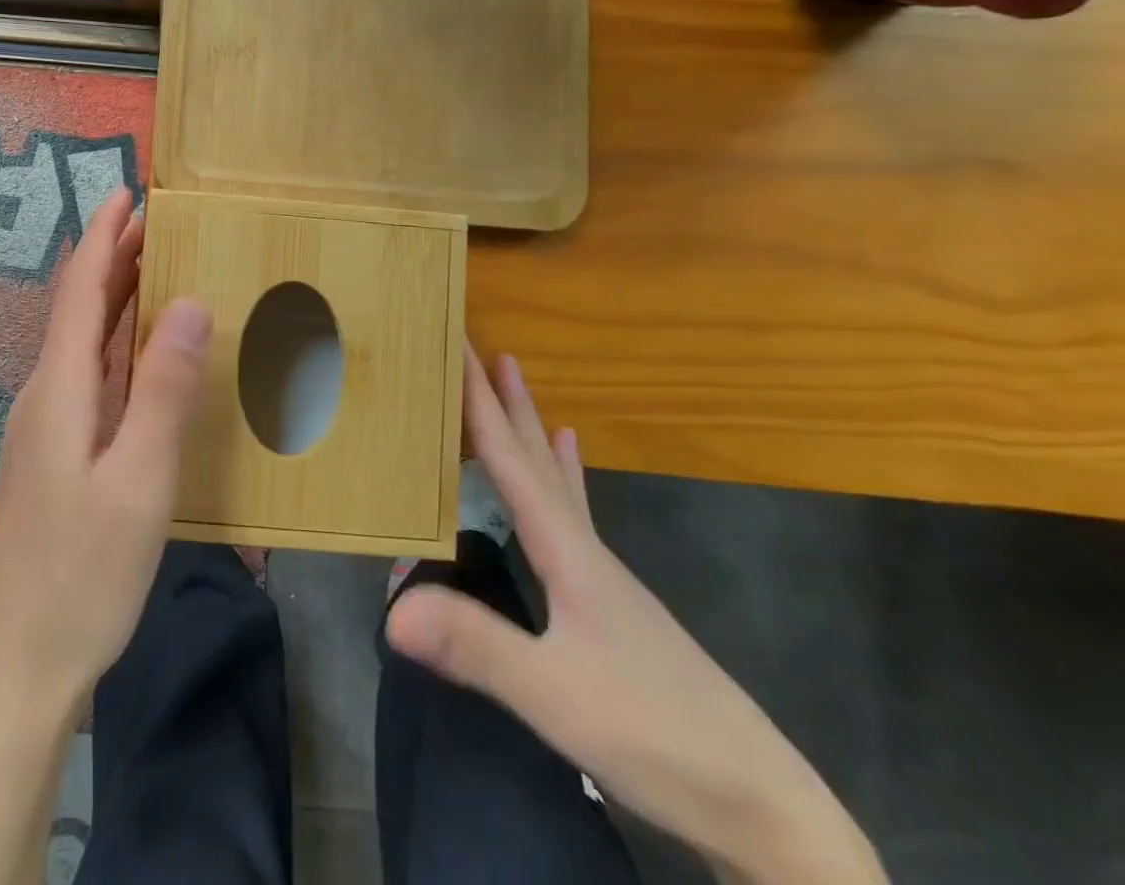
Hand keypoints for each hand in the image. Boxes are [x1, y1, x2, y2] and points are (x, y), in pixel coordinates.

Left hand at [0, 184, 211, 715]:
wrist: (13, 668)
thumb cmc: (81, 574)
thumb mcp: (139, 479)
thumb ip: (164, 388)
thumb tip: (191, 300)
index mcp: (60, 388)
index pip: (81, 289)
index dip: (103, 236)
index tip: (126, 192)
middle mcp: (44, 395)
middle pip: (78, 309)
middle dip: (112, 258)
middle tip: (158, 222)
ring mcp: (44, 428)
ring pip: (82, 343)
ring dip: (114, 299)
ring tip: (155, 269)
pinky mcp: (51, 456)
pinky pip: (86, 376)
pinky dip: (115, 345)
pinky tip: (138, 356)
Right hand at [386, 351, 884, 884]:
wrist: (764, 809)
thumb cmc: (657, 738)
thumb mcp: (557, 697)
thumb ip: (477, 646)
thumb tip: (391, 607)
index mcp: (568, 551)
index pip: (511, 459)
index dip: (480, 402)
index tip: (458, 346)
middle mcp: (584, 547)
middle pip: (536, 456)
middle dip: (506, 400)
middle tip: (482, 346)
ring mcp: (602, 574)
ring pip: (556, 480)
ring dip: (529, 428)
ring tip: (519, 384)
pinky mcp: (610, 603)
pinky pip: (574, 514)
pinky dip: (564, 475)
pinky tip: (568, 461)